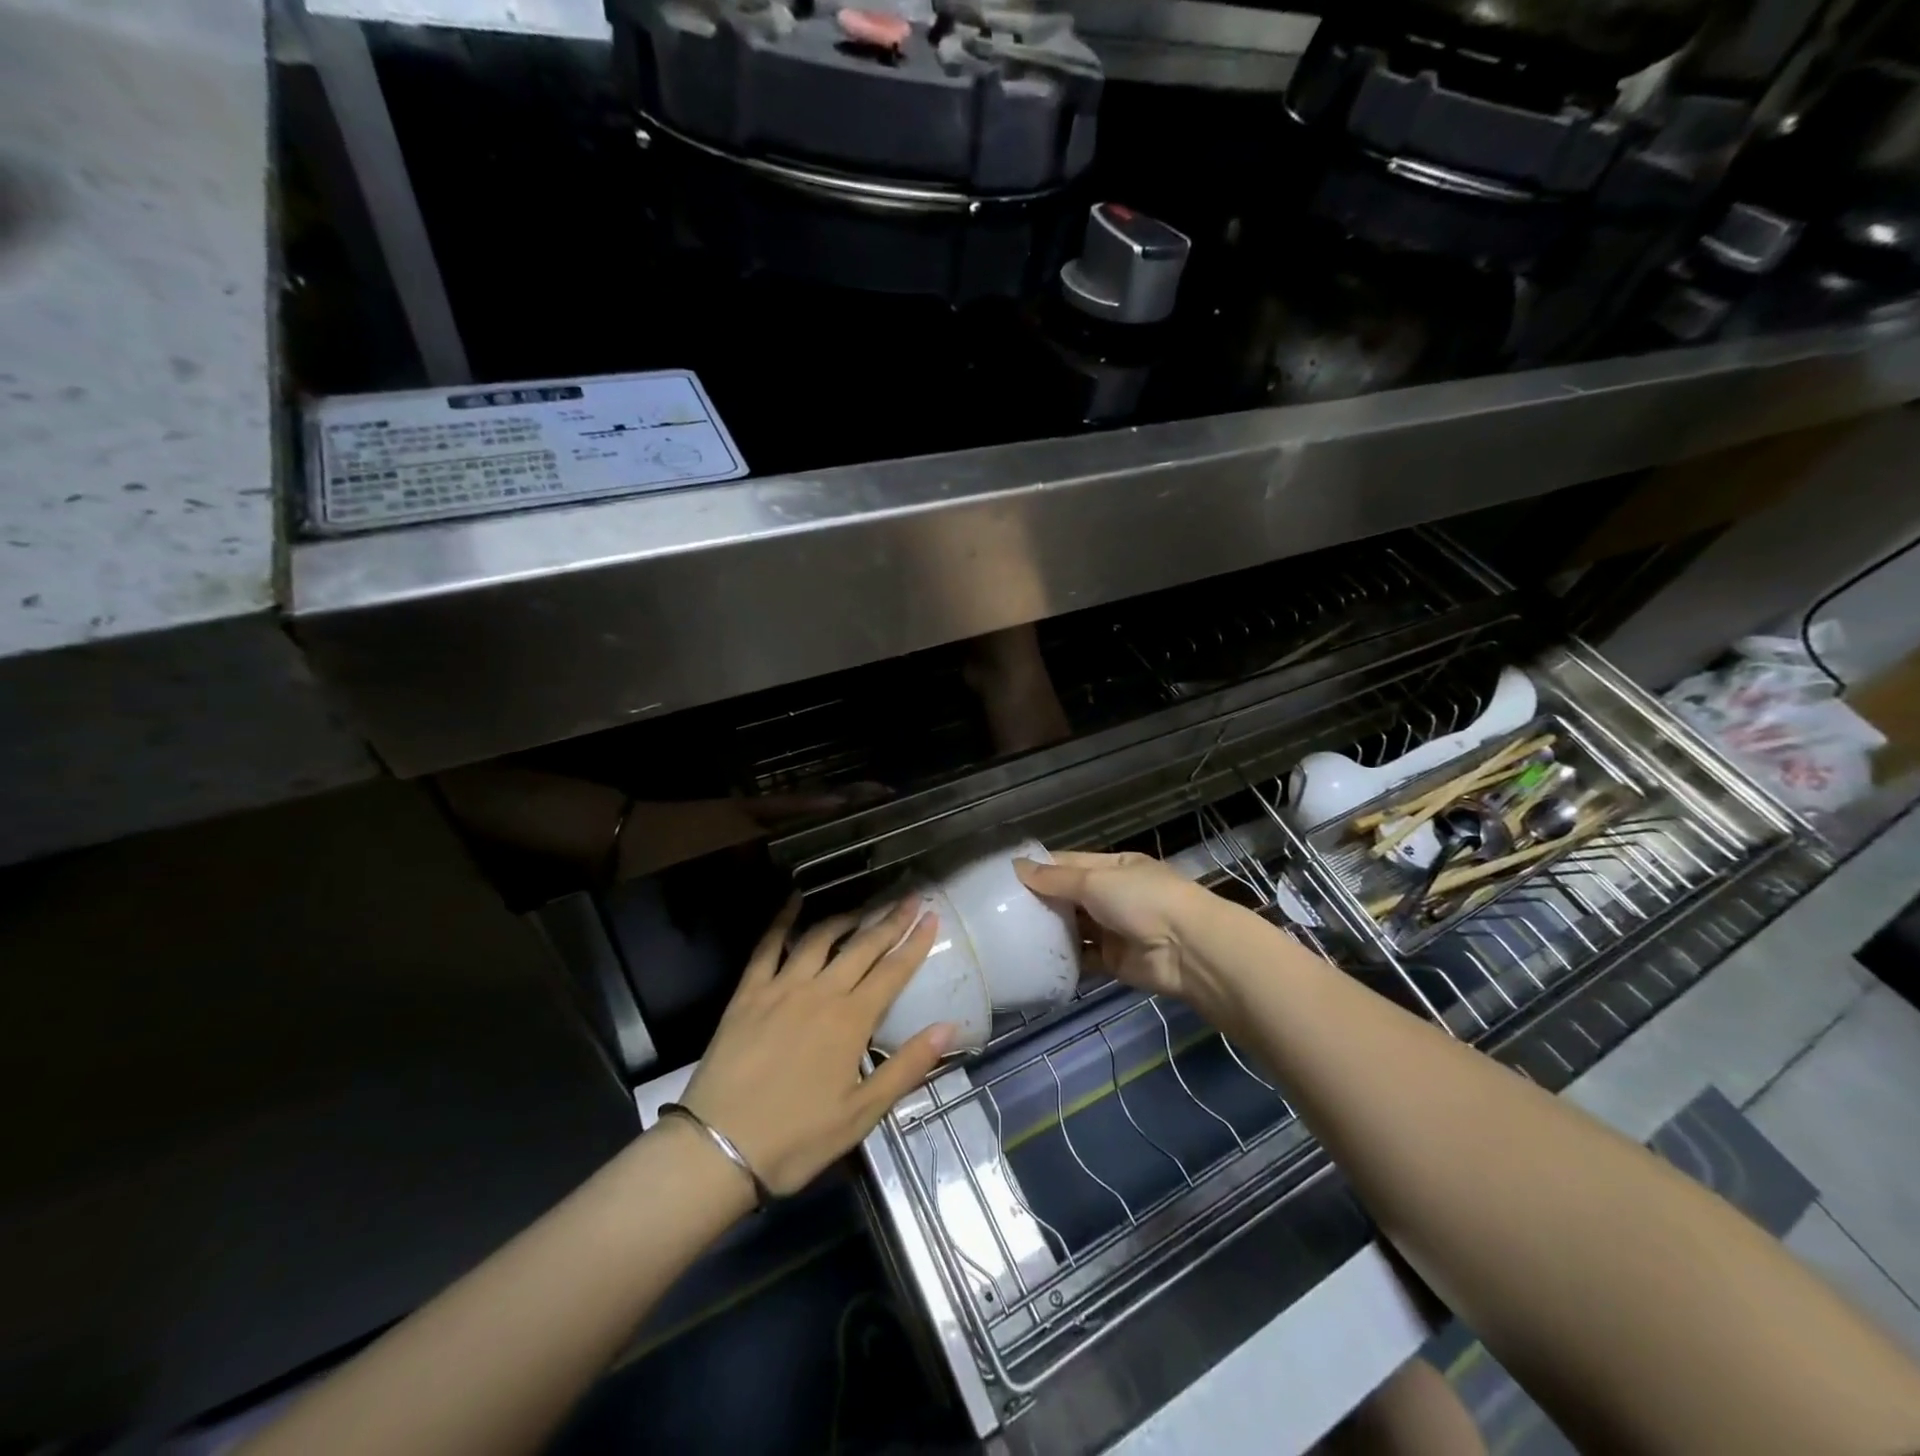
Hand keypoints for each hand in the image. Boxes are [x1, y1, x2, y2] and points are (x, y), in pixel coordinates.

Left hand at [680, 897, 952, 1196]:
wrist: (718, 1148)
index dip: (915, 943)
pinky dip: (783, 920)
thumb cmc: (796, 1138)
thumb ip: (907, 1067)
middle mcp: (821, 993)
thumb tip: (949, 1027)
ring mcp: (781, 988)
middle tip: (909, 897)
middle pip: (862, 947)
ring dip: (846, 917)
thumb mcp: (862, 1113)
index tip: (931, 917)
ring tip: (864, 906)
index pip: (893, 971)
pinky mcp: (748, 993)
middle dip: (890, 920)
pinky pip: (768, 946)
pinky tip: (793, 901)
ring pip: (820, 938)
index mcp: (851, 1021)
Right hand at [1014, 851, 1232, 1014]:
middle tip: (998, 909)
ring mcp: (1113, 929)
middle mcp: (1112, 896)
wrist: (1187, 949)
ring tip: (1009, 934)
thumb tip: (1017, 866)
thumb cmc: (1142, 900)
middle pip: (1068, 896)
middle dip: (1040, 901)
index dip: (1040, 868)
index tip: (1005, 876)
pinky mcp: (1113, 961)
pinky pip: (1082, 958)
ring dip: (1049, 931)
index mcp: (1113, 867)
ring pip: (1074, 928)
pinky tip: (1034, 961)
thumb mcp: (1095, 881)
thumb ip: (1055, 879)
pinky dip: (1063, 960)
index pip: (1069, 864)